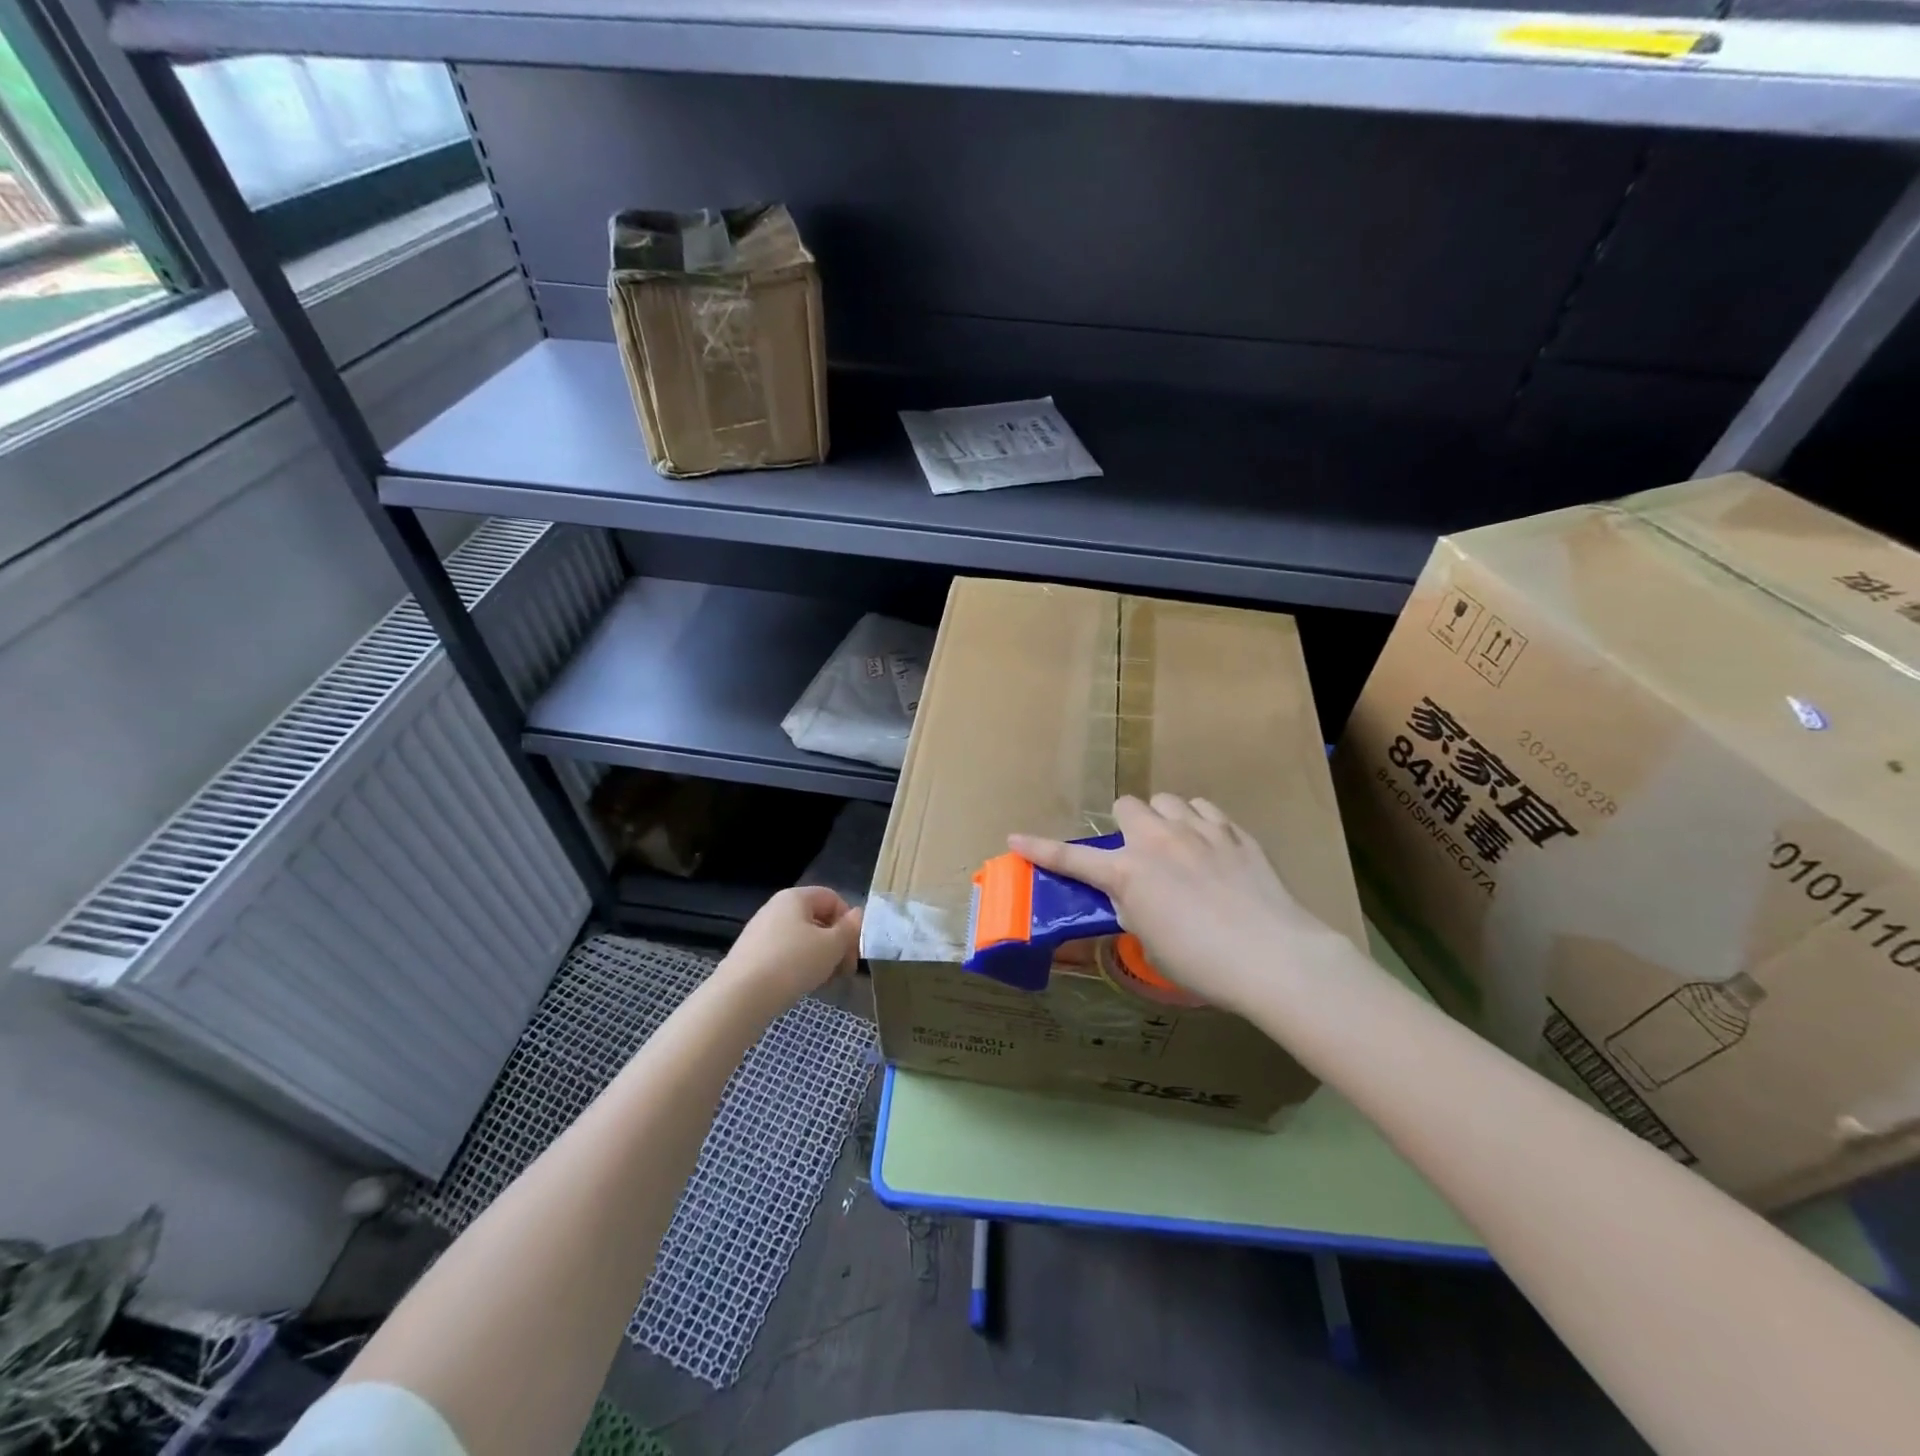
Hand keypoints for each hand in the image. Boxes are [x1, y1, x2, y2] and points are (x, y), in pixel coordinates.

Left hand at [716, 886, 862, 1012]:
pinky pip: (785, 954)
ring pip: (802, 940)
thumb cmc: (792, 963)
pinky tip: (803, 987)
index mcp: (795, 897)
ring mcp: (761, 932)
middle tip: (845, 971)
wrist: (740, 997)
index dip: (849, 922)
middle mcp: (776, 908)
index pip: (833, 898)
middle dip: (836, 944)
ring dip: (821, 958)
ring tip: (825, 982)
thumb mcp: (831, 946)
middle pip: (818, 920)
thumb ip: (849, 929)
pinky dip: (799, 967)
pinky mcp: (751, 956)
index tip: (854, 950)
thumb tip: (858, 915)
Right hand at [1010, 794, 1342, 1017]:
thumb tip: (1133, 892)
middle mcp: (1158, 841)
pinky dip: (1199, 822)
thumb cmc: (1203, 963)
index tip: (1015, 839)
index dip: (1040, 849)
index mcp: (1129, 874)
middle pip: (1127, 805)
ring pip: (1167, 800)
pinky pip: (1205, 809)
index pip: (1073, 858)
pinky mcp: (1234, 832)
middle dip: (1127, 825)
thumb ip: (1134, 906)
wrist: (1273, 956)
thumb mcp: (1152, 940)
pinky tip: (1210, 847)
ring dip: (1164, 819)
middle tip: (1139, 855)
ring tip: (1178, 846)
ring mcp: (1199, 830)